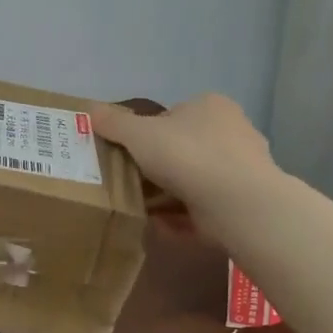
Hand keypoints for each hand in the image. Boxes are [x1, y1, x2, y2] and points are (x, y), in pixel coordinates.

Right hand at [84, 95, 276, 242]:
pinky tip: (159, 226)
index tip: (127, 153)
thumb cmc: (187, 155)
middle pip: (182, 148)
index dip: (146, 133)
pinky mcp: (242, 203)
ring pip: (193, 180)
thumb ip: (113, 123)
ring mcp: (242, 170)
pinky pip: (203, 208)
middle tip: (128, 181)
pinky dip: (181, 217)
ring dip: (167, 194)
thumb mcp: (138, 133)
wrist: (238, 204)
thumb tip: (89, 110)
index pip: (172, 115)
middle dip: (156, 167)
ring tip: (138, 207)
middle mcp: (232, 132)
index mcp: (211, 107)